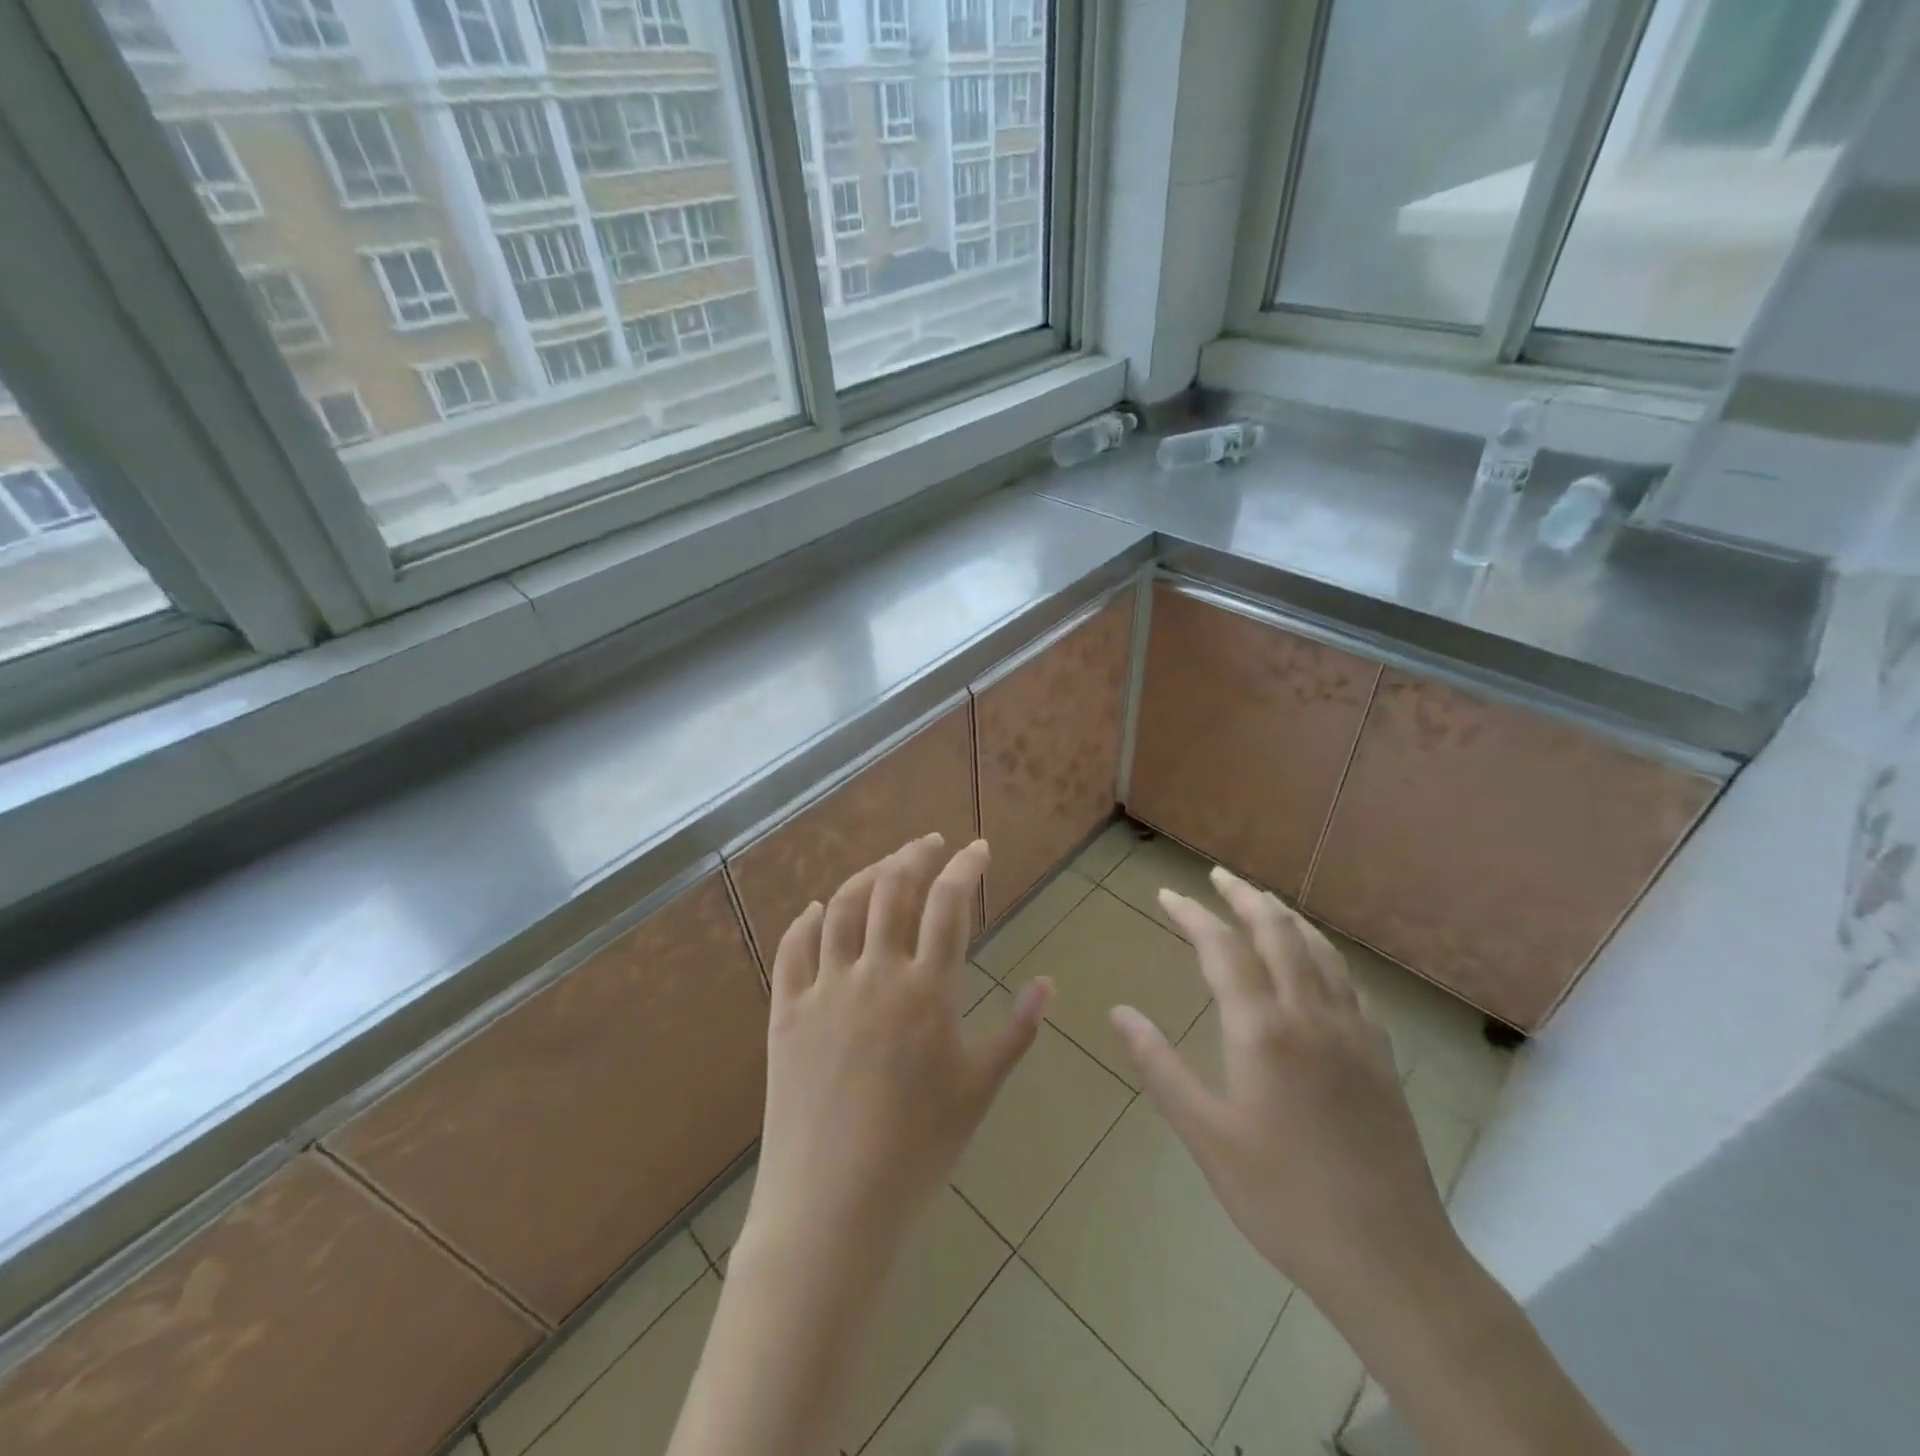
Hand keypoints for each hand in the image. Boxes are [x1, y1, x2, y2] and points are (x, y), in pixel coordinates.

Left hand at [743, 834, 1051, 1265]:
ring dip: (865, 876)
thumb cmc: (919, 1150)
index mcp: (927, 990)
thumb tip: (1047, 984)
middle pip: (891, 889)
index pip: (949, 904)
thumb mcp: (980, 1088)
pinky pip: (792, 950)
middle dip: (914, 855)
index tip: (979, 849)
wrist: (833, 1206)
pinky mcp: (786, 1012)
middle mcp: (874, 974)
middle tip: (931, 844)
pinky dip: (805, 921)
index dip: (966, 866)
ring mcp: (824, 989)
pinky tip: (815, 911)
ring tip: (884, 867)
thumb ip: (1018, 1030)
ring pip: (840, 908)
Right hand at [1107, 867, 1458, 1319]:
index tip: (1167, 894)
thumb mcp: (1206, 1135)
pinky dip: (1323, 954)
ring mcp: (1354, 1033)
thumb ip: (1160, 1066)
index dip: (1193, 915)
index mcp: (1264, 1030)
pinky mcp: (1380, 1057)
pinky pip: (1348, 983)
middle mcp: (1311, 1015)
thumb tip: (1119, 1011)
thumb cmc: (1283, 1198)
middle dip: (1245, 897)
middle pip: (1278, 933)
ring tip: (1263, 902)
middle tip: (1218, 876)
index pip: (1223, 949)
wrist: (1390, 1260)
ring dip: (1287, 918)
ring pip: (1320, 951)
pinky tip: (1316, 966)